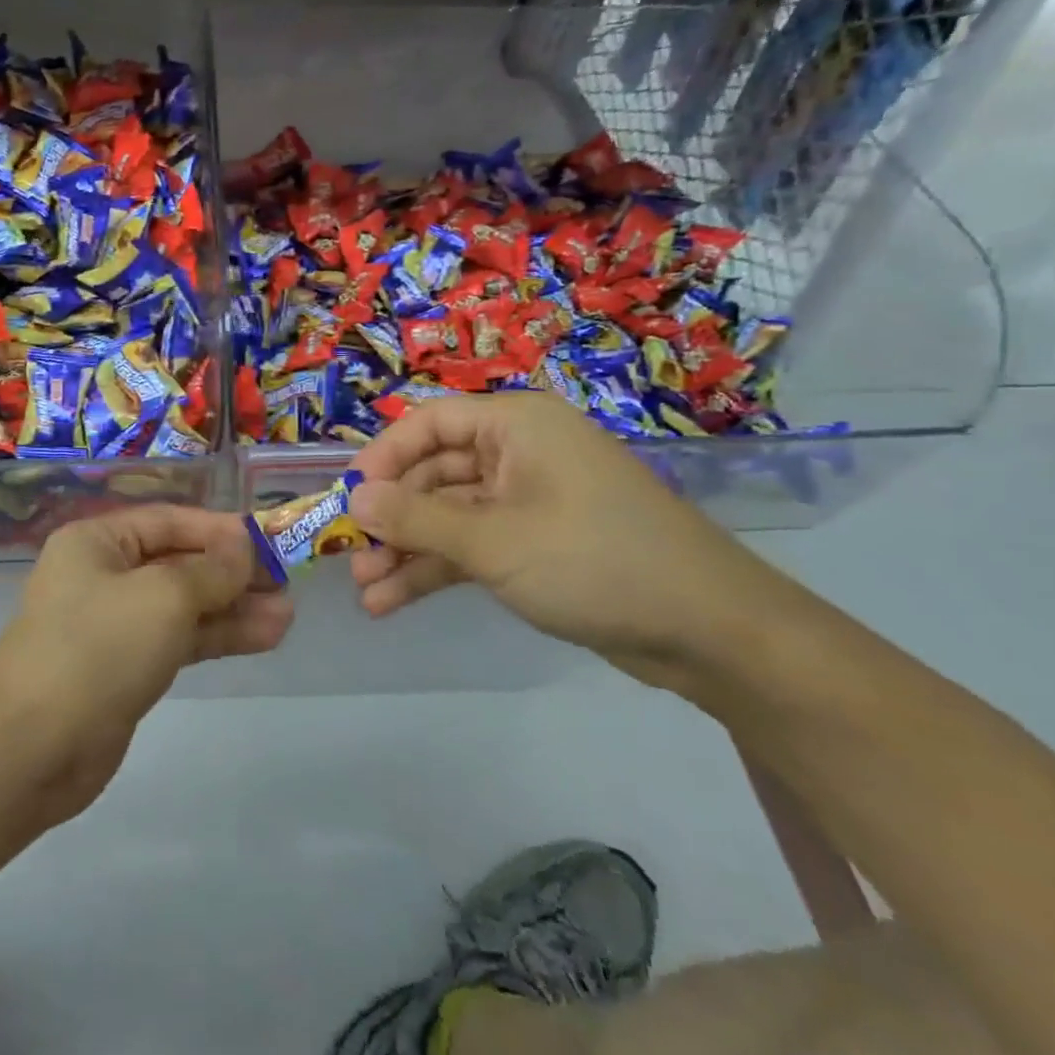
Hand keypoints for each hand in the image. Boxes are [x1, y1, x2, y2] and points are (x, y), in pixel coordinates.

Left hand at [0, 505, 292, 821]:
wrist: (31, 749)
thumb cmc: (97, 650)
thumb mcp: (162, 597)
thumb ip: (211, 570)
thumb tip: (245, 548)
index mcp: (97, 542)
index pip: (170, 521)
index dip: (221, 530)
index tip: (270, 540)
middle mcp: (104, 575)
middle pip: (180, 563)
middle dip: (233, 573)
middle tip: (287, 581)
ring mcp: (115, 625)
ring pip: (185, 606)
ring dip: (234, 608)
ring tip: (287, 614)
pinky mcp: (127, 667)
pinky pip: (179, 640)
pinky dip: (218, 637)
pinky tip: (264, 637)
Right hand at [348, 393, 802, 691]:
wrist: (708, 631)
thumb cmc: (594, 560)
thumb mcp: (494, 540)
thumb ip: (416, 519)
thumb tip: (353, 499)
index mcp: (516, 425)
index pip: (429, 423)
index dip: (382, 458)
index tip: (346, 499)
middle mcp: (519, 453)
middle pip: (433, 473)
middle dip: (391, 518)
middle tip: (350, 558)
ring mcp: (528, 501)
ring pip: (448, 516)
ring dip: (406, 551)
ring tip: (366, 592)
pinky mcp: (536, 544)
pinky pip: (472, 546)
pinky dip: (436, 570)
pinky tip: (394, 602)